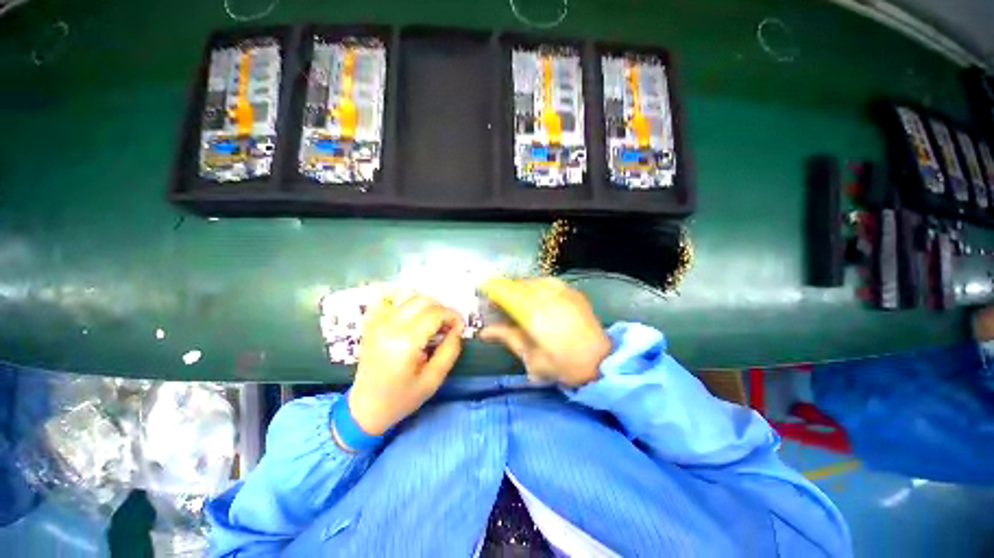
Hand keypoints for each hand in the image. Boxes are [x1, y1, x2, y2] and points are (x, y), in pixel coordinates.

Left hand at [349, 293, 464, 434]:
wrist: (365, 408)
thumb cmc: (401, 398)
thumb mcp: (433, 380)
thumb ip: (450, 351)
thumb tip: (457, 329)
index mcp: (405, 341)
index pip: (436, 313)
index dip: (453, 316)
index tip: (459, 328)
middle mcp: (389, 325)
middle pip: (423, 300)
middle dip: (442, 309)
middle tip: (447, 326)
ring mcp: (377, 322)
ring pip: (409, 296)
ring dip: (426, 306)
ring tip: (432, 323)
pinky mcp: (370, 323)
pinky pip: (389, 300)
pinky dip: (404, 303)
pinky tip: (411, 316)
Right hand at [479, 278, 610, 386]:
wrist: (601, 362)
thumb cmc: (563, 365)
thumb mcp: (530, 357)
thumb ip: (507, 337)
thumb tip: (484, 331)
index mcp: (534, 313)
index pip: (506, 292)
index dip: (492, 289)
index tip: (481, 290)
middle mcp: (547, 296)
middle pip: (518, 284)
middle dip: (504, 289)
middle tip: (497, 300)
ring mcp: (562, 291)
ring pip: (532, 281)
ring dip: (520, 287)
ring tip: (515, 298)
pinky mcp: (572, 292)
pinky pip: (548, 282)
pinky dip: (536, 286)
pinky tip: (534, 295)